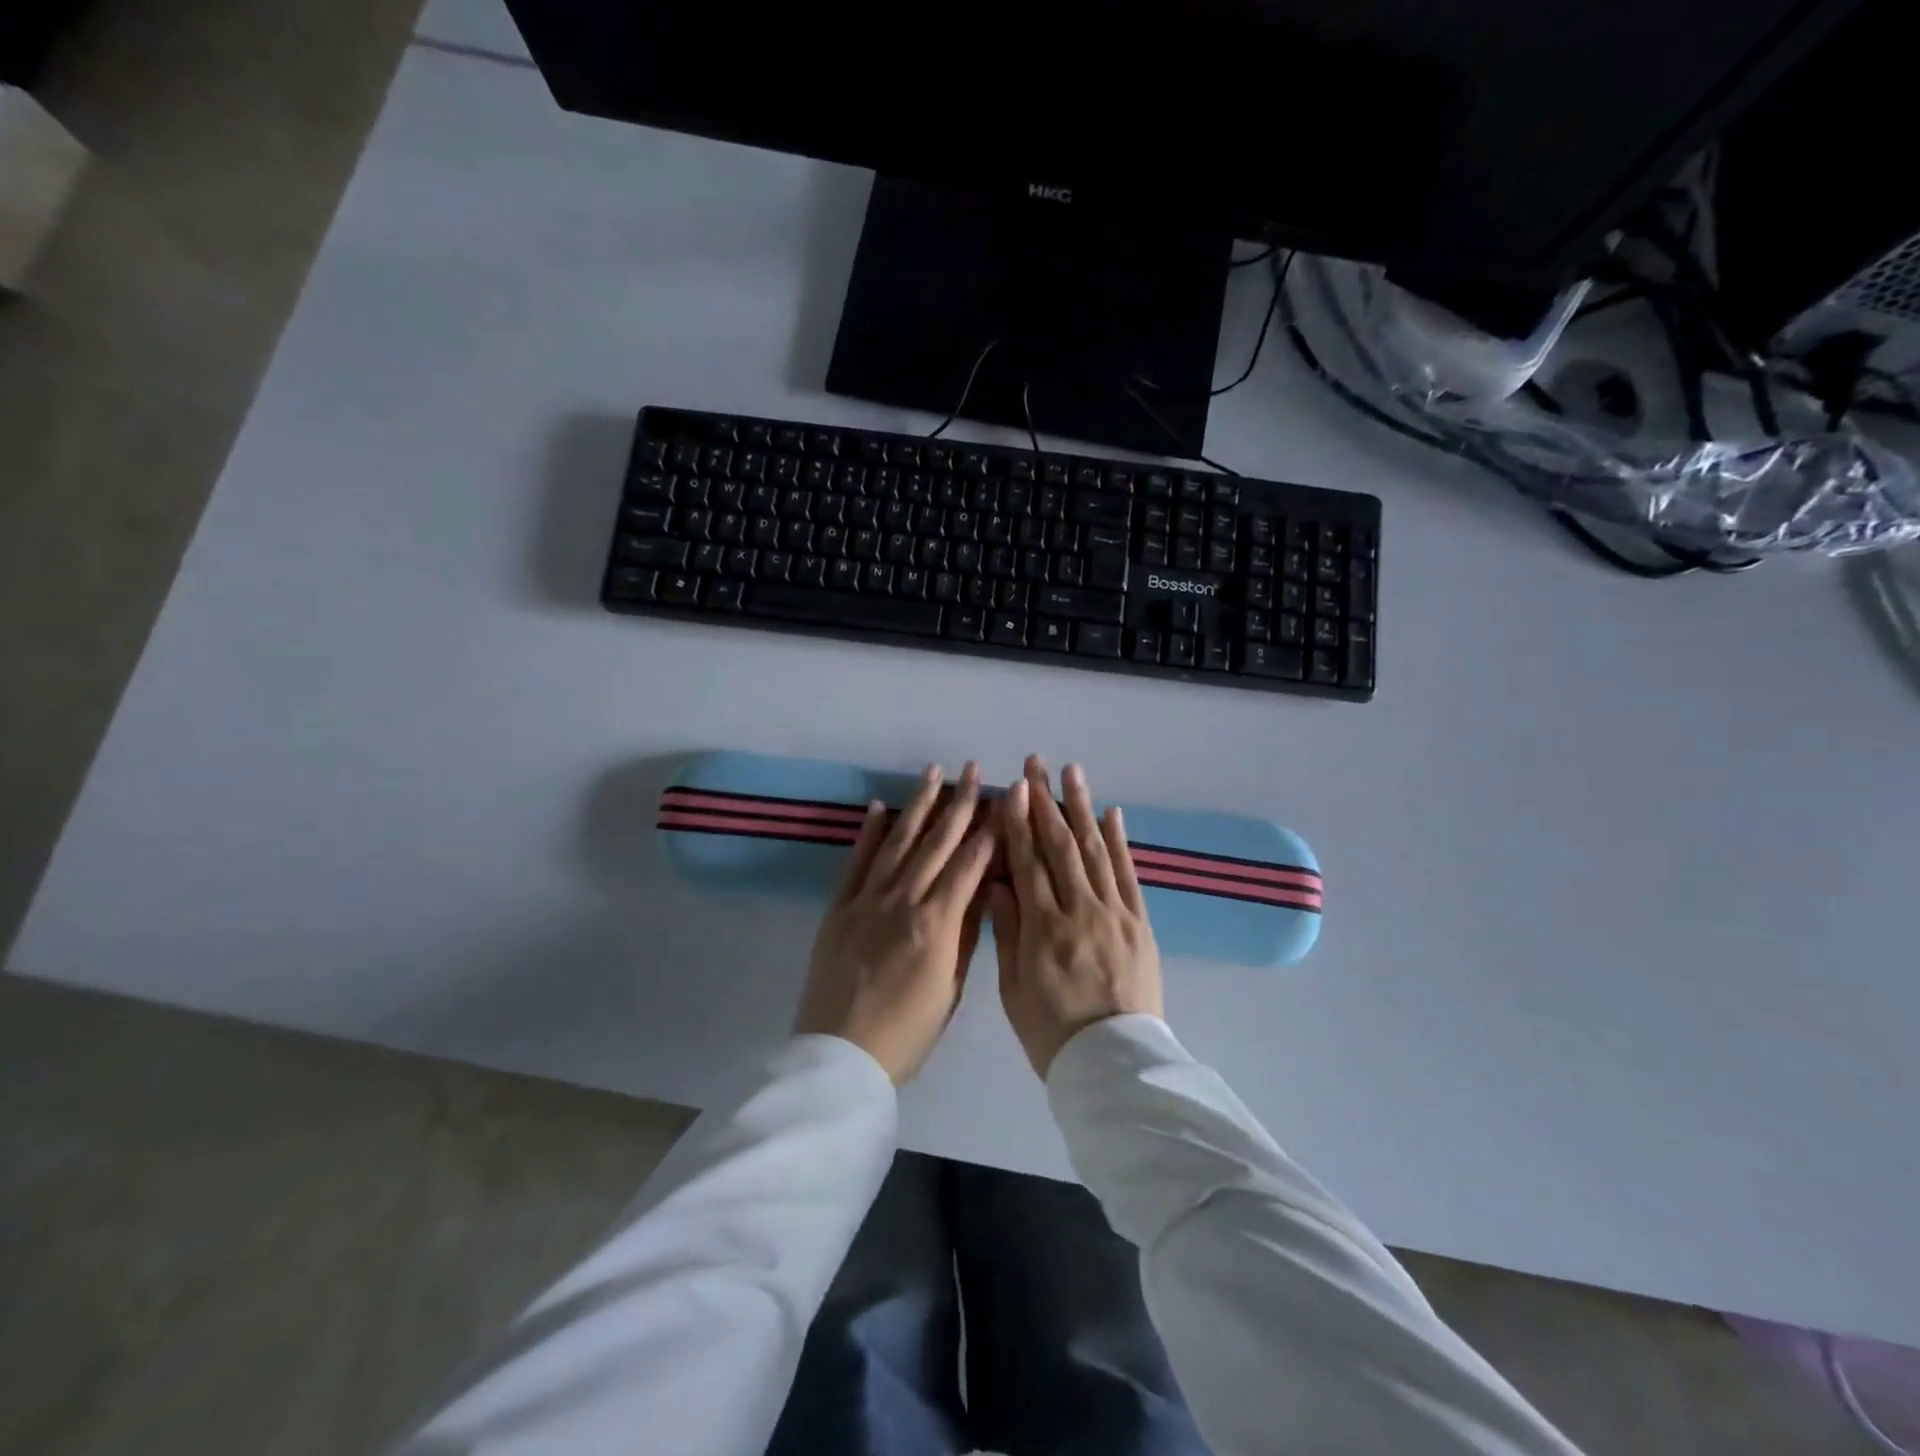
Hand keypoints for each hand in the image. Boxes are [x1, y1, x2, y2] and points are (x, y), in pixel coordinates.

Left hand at [796, 762, 996, 1083]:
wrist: (840, 1059)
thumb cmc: (906, 1035)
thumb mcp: (951, 990)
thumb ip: (967, 936)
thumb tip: (984, 890)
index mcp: (936, 925)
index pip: (969, 865)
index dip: (989, 831)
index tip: (1004, 800)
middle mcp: (902, 902)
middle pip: (936, 843)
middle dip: (960, 803)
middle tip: (975, 770)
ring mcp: (866, 901)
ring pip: (898, 842)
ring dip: (918, 805)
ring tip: (933, 772)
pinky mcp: (838, 908)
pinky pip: (856, 862)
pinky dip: (869, 833)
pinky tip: (881, 807)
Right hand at [992, 756, 1163, 1078]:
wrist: (1116, 1065)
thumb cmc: (1053, 1033)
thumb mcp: (1015, 990)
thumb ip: (1008, 931)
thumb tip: (998, 881)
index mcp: (1043, 927)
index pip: (1027, 860)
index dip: (1019, 820)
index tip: (1014, 787)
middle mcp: (1079, 909)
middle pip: (1060, 844)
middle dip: (1046, 800)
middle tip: (1036, 763)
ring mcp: (1115, 913)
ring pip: (1094, 849)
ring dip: (1082, 807)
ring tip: (1072, 772)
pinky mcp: (1140, 923)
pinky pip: (1128, 874)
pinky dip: (1119, 841)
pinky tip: (1111, 813)